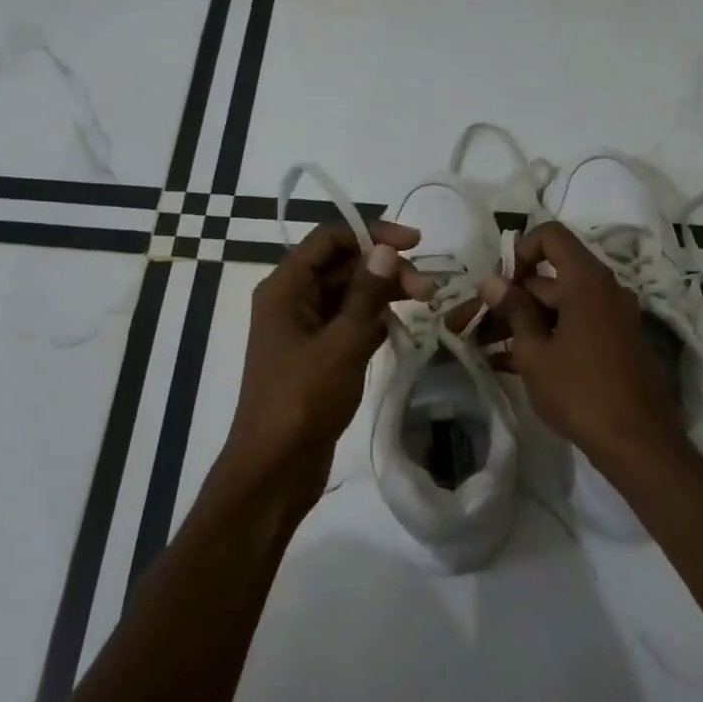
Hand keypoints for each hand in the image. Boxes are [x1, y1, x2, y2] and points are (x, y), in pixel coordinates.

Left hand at [220, 221, 434, 501]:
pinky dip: (372, 320)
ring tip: (425, 303)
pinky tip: (400, 328)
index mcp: (286, 288)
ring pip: (347, 295)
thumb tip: (385, 249)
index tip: (415, 244)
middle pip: (341, 265)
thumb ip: (366, 294)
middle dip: (384, 268)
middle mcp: (291, 301)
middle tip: (427, 289)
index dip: (372, 233)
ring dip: (382, 294)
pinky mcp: (315, 356)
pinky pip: (347, 324)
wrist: (274, 467)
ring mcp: (302, 330)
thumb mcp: (342, 343)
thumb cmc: (303, 400)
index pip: (329, 239)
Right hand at [478, 222, 683, 461]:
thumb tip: (491, 280)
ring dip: (521, 322)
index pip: (551, 237)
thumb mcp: (535, 351)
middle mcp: (604, 290)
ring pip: (557, 306)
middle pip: (548, 278)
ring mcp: (611, 318)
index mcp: (586, 281)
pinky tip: (507, 363)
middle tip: (473, 326)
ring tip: (483, 348)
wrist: (636, 442)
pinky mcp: (613, 343)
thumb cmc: (579, 391)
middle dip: (509, 299)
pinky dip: (543, 337)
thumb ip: (513, 310)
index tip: (498, 286)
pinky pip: (572, 327)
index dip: (519, 252)